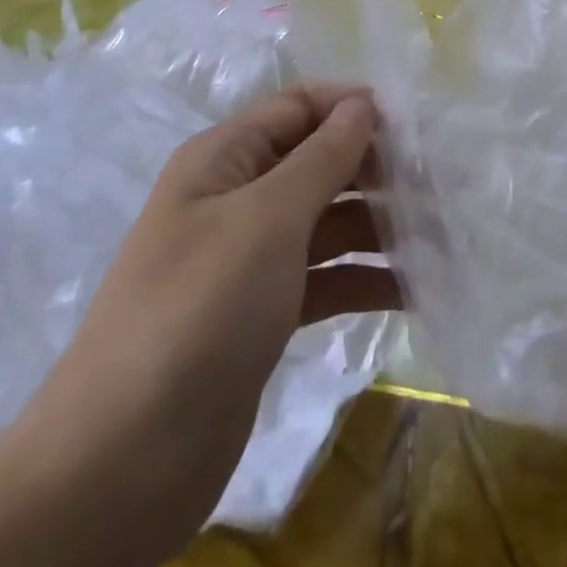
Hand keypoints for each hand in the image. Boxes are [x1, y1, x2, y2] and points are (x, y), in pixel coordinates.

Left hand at [0, 88, 401, 566]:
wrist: (123, 463)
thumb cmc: (199, 311)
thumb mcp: (267, 219)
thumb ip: (323, 156)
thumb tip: (363, 103)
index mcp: (224, 159)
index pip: (299, 106)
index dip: (354, 106)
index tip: (418, 123)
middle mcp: (236, 198)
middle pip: (318, 162)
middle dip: (376, 168)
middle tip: (442, 183)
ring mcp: (249, 258)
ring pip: (328, 222)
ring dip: (380, 226)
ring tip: (443, 236)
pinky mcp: (264, 313)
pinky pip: (325, 277)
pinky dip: (365, 279)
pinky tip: (415, 290)